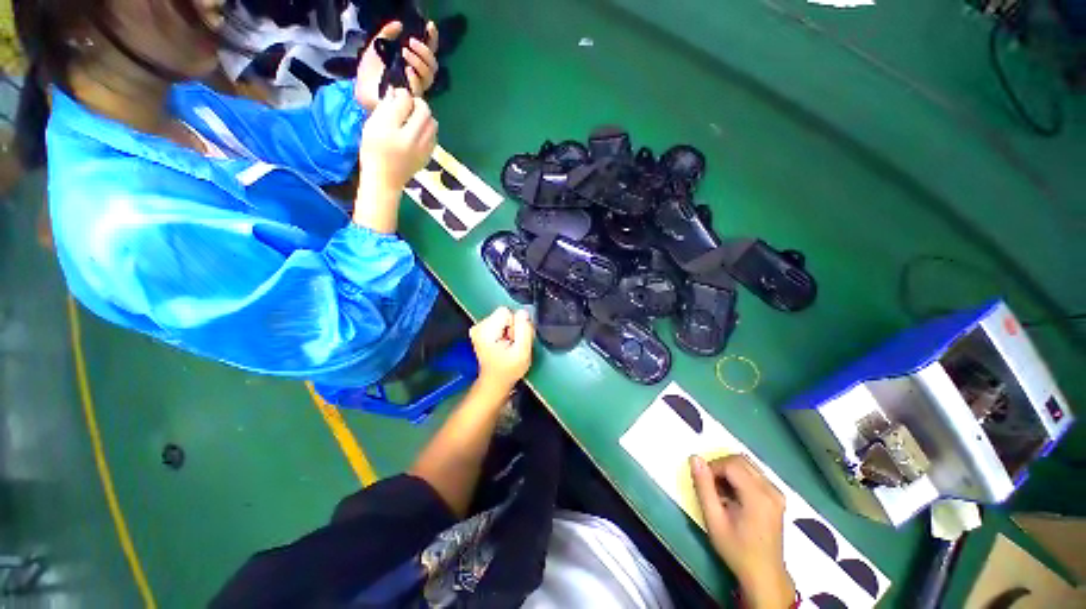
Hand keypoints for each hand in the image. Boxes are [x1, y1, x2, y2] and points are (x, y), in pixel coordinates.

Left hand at [355, 21, 440, 111]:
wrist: (363, 94)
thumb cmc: (369, 75)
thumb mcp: (374, 49)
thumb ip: (385, 35)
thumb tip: (398, 25)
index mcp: (412, 63)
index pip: (428, 52)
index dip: (432, 39)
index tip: (430, 26)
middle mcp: (418, 77)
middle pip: (433, 66)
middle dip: (425, 52)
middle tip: (410, 43)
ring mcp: (416, 89)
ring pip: (429, 77)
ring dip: (420, 63)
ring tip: (405, 54)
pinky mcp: (412, 101)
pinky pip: (420, 90)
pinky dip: (415, 79)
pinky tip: (408, 71)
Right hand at [359, 89, 437, 191]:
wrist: (385, 178)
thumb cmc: (374, 150)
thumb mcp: (372, 124)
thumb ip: (385, 107)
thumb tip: (396, 92)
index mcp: (391, 127)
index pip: (405, 100)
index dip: (402, 94)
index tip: (398, 96)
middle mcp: (410, 138)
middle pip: (424, 110)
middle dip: (418, 104)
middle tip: (409, 106)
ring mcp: (422, 149)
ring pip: (433, 123)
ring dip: (425, 117)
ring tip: (414, 120)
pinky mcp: (428, 156)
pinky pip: (434, 136)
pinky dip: (429, 130)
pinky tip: (419, 133)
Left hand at [469, 307, 534, 393]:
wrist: (495, 381)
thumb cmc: (508, 370)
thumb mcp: (522, 352)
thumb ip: (524, 330)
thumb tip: (523, 312)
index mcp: (485, 331)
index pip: (506, 312)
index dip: (515, 324)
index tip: (514, 340)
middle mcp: (478, 327)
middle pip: (504, 313)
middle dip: (512, 327)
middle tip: (511, 344)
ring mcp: (478, 328)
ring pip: (503, 317)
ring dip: (509, 330)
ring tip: (507, 346)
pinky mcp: (482, 330)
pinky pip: (500, 322)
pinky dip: (504, 332)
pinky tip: (503, 345)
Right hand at [690, 455, 795, 608]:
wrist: (764, 575)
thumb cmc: (737, 549)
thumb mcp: (714, 520)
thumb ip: (703, 487)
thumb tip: (694, 458)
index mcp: (758, 496)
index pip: (731, 464)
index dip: (712, 467)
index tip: (703, 483)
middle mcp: (771, 489)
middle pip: (740, 460)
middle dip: (720, 467)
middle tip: (710, 486)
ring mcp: (777, 493)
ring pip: (747, 465)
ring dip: (729, 471)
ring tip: (721, 492)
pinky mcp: (777, 497)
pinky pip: (754, 474)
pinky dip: (739, 477)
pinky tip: (734, 496)